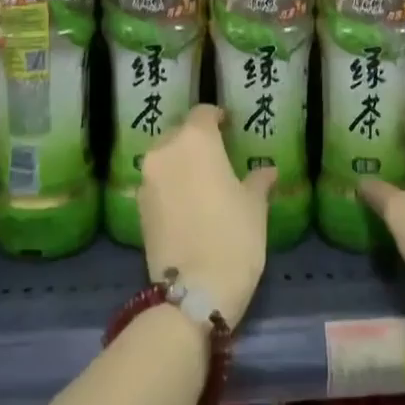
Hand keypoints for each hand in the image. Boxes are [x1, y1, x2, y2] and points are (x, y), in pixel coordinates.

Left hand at [139, 105, 277, 329]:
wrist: (194, 291)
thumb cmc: (234, 236)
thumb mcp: (255, 206)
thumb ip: (258, 180)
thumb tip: (267, 170)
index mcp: (195, 140)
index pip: (203, 113)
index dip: (217, 117)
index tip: (229, 126)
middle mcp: (165, 151)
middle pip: (179, 134)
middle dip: (196, 141)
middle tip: (217, 156)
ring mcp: (147, 180)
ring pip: (164, 159)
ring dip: (180, 163)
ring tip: (202, 181)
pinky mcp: (137, 208)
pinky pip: (156, 184)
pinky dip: (170, 186)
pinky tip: (187, 204)